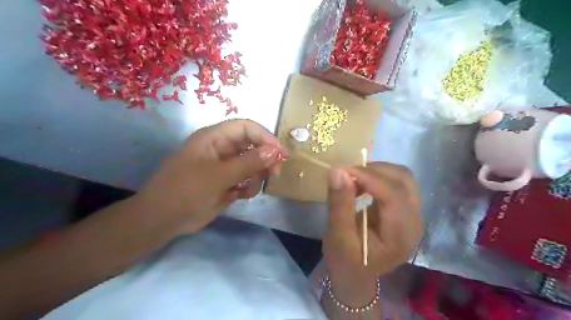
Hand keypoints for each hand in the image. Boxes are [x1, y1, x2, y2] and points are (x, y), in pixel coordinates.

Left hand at [134, 119, 284, 234]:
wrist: (162, 220)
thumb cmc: (185, 191)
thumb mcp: (218, 176)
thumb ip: (248, 163)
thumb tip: (276, 151)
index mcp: (214, 138)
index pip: (246, 128)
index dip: (265, 137)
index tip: (280, 153)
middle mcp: (221, 148)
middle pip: (253, 145)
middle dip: (264, 159)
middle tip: (273, 174)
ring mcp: (225, 166)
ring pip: (253, 164)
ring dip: (256, 176)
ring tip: (246, 190)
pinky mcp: (227, 181)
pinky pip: (247, 179)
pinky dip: (249, 187)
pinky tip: (239, 196)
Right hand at [323, 164, 420, 306]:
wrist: (356, 273)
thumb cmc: (345, 261)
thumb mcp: (337, 237)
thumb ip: (339, 204)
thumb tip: (339, 171)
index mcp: (400, 236)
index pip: (393, 195)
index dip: (368, 177)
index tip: (342, 170)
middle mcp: (414, 222)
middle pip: (403, 180)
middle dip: (373, 170)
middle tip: (346, 174)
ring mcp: (413, 214)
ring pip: (402, 177)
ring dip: (376, 171)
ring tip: (353, 179)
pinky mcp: (405, 208)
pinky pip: (397, 182)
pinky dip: (377, 176)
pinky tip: (361, 184)